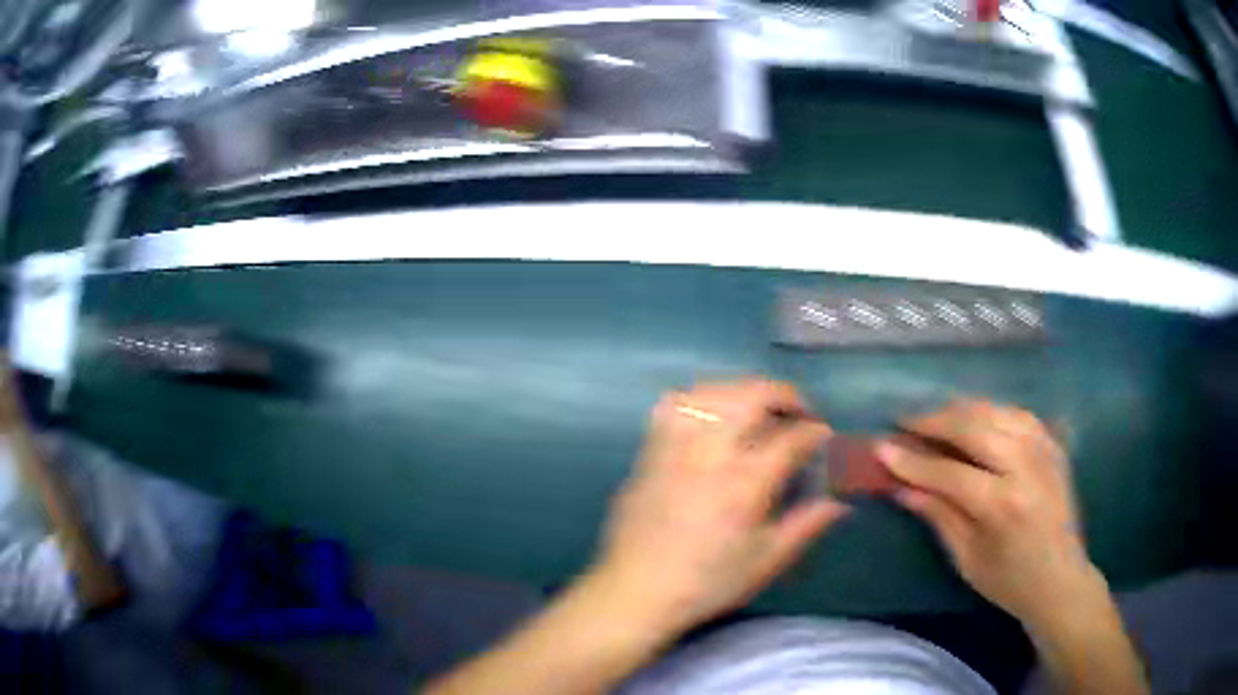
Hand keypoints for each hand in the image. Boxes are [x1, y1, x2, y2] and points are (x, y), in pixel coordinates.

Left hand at [592, 379, 849, 636]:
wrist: (636, 590)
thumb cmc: (706, 582)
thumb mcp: (766, 561)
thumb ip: (806, 526)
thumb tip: (839, 503)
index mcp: (745, 482)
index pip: (791, 438)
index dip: (816, 432)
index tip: (825, 437)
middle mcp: (710, 453)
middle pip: (751, 396)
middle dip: (784, 395)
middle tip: (799, 413)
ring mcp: (675, 446)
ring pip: (712, 392)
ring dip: (743, 391)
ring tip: (759, 410)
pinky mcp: (650, 451)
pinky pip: (675, 406)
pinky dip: (701, 400)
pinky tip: (712, 417)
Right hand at [878, 400, 1104, 632]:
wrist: (1061, 578)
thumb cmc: (1009, 581)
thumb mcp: (967, 559)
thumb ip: (938, 516)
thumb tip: (901, 487)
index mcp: (1002, 505)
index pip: (948, 472)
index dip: (912, 460)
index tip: (881, 448)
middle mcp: (1025, 466)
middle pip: (973, 426)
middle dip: (934, 420)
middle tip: (904, 421)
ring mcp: (1043, 449)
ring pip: (995, 410)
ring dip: (960, 409)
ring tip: (935, 417)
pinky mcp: (1053, 443)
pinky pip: (1016, 413)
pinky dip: (990, 410)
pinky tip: (975, 417)